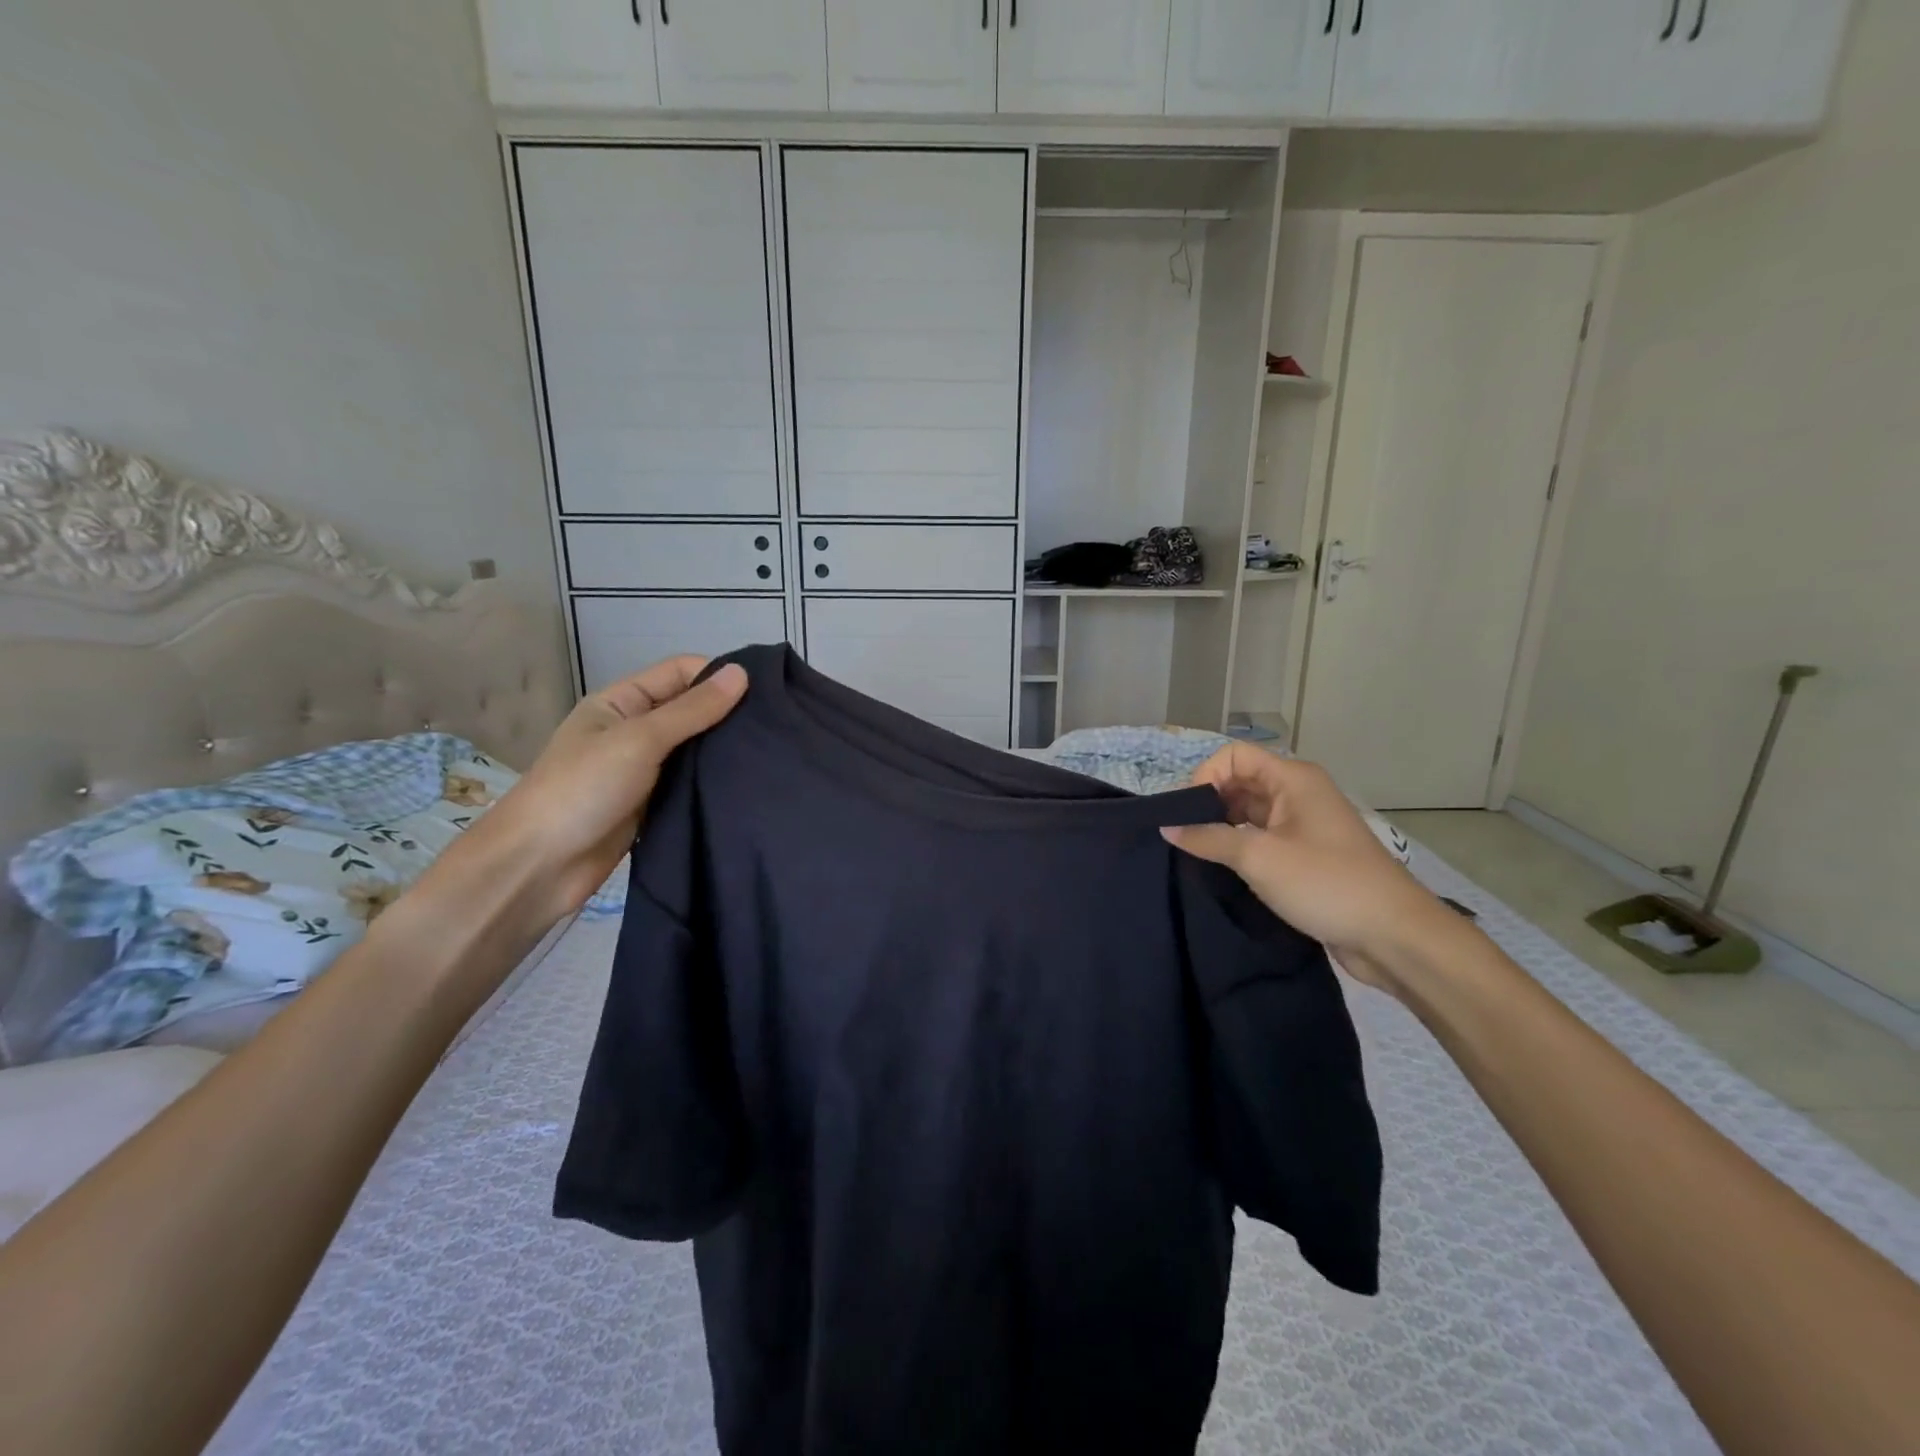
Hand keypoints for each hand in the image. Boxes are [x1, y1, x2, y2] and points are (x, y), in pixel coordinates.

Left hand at [437, 656, 747, 926]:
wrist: (540, 867)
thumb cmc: (583, 790)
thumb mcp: (639, 740)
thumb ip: (692, 710)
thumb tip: (743, 672)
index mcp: (620, 702)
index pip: (679, 673)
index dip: (718, 675)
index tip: (767, 692)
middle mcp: (633, 730)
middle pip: (690, 710)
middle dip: (728, 713)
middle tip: (778, 724)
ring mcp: (643, 770)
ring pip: (694, 749)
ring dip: (723, 750)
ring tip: (772, 752)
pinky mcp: (653, 805)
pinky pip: (690, 784)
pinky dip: (714, 782)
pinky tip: (748, 782)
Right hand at [1162, 744, 1453, 995]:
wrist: (1393, 936)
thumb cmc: (1325, 883)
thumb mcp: (1258, 857)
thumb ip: (1207, 838)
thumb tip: (1166, 827)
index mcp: (1292, 779)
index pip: (1233, 756)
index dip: (1205, 776)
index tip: (1186, 814)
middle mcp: (1298, 794)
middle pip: (1239, 782)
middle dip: (1208, 803)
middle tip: (1182, 835)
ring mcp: (1303, 825)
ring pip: (1248, 813)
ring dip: (1221, 828)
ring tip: (1195, 854)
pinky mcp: (1305, 856)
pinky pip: (1261, 839)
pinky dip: (1238, 848)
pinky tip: (1219, 869)